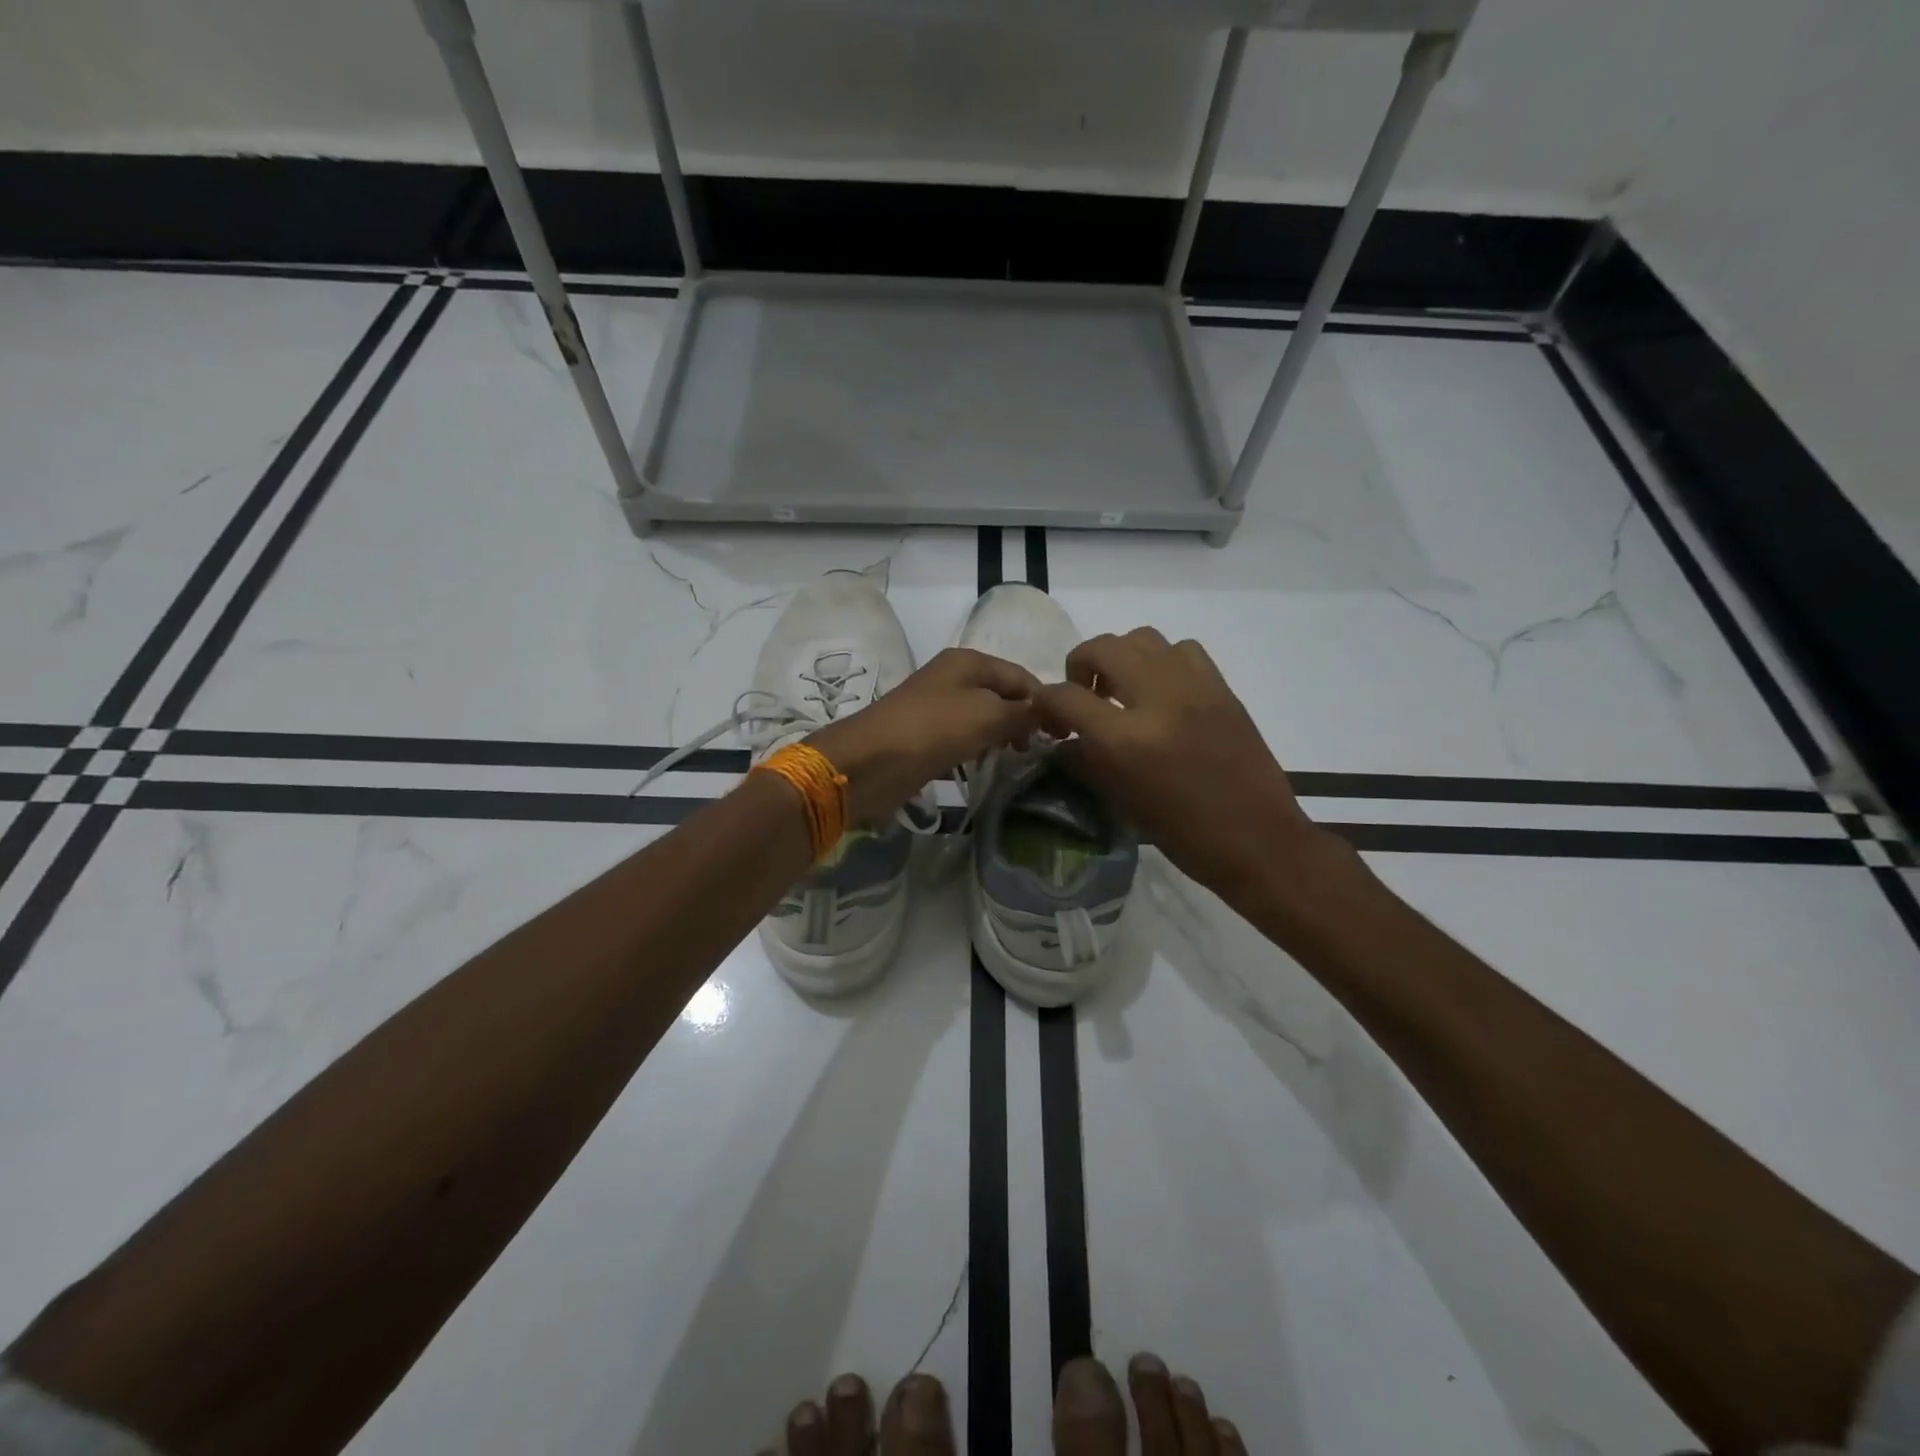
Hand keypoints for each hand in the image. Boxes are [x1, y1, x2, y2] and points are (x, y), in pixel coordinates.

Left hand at [809, 648, 1039, 824]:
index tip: (1064, 733)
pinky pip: (963, 739)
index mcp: (968, 661)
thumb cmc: (933, 729)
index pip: (1021, 675)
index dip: (1044, 701)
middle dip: (1023, 719)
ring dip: (1001, 737)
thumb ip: (1022, 713)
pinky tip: (988, 767)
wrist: (869, 761)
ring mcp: (937, 707)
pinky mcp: (925, 736)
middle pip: (1001, 695)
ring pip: (983, 718)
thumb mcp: (987, 716)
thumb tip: (1047, 714)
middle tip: (1041, 749)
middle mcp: (953, 678)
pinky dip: (978, 750)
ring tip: (1018, 760)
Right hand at [1033, 627, 1325, 896]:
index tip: (1046, 714)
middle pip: (1103, 648)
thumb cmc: (1185, 834)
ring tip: (1122, 689)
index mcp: (1128, 740)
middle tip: (1083, 695)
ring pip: (1142, 638)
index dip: (1045, 701)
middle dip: (1079, 666)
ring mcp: (1194, 688)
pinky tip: (1162, 690)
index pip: (1066, 696)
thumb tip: (1066, 737)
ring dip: (1120, 657)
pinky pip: (1182, 650)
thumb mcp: (1123, 802)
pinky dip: (1161, 660)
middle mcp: (1159, 700)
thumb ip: (1088, 760)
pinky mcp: (1221, 688)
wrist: (1258, 840)